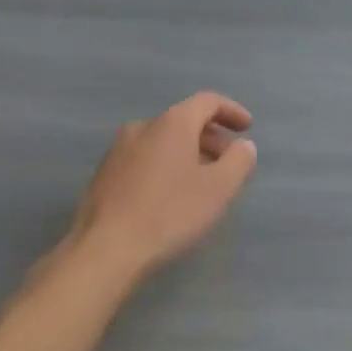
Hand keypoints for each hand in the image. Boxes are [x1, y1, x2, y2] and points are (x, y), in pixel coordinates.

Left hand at [67, 92, 257, 278]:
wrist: (105, 248)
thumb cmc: (169, 213)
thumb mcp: (219, 189)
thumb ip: (238, 161)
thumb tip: (243, 146)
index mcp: (172, 123)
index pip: (207, 102)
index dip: (231, 111)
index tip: (247, 128)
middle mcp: (142, 127)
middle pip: (184, 121)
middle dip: (211, 137)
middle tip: (228, 161)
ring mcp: (118, 150)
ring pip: (162, 141)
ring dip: (187, 153)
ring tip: (201, 181)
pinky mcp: (104, 174)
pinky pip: (144, 159)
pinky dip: (165, 166)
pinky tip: (170, 195)